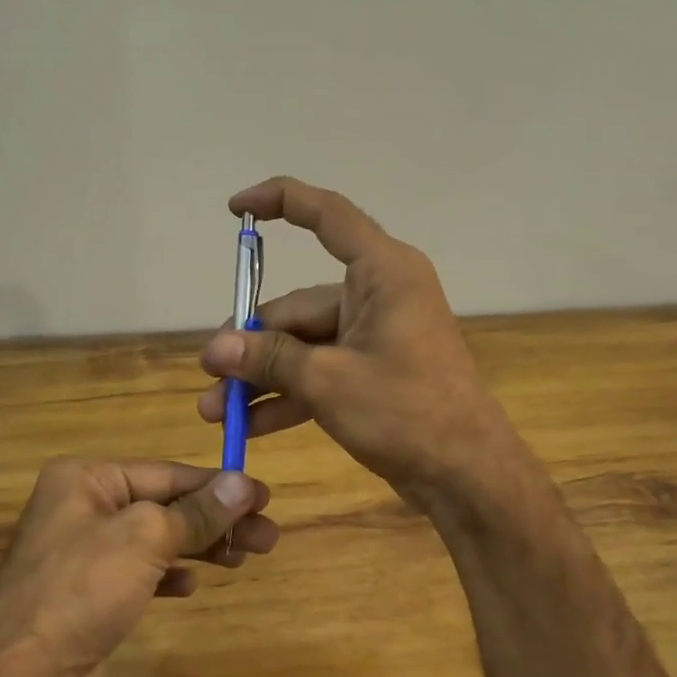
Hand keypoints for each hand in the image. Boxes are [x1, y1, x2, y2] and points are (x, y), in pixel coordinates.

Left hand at [0, 458, 275, 676]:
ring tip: (243, 558)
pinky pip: (139, 571)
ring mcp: (83, 553)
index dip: (218, 485)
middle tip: (267, 537)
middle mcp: (82, 507)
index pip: (166, 473)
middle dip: (216, 520)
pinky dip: (168, 574)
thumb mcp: (146, 538)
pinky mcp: (88, 593)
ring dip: (199, 546)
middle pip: (164, 505)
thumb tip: (245, 483)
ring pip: (155, 539)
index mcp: (86, 479)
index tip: (265, 498)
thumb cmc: (82, 589)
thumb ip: (198, 511)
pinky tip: (192, 585)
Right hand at [196, 176, 518, 505]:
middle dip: (251, 344)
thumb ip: (269, 359)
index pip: (327, 216)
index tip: (235, 210)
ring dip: (261, 377)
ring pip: (304, 345)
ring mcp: (376, 336)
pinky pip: (320, 372)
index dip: (279, 202)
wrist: (467, 474)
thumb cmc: (406, 412)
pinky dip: (289, 395)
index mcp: (383, 272)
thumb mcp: (328, 382)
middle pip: (299, 305)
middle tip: (209, 374)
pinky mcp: (374, 372)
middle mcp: (379, 295)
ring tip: (215, 411)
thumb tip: (216, 349)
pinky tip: (250, 425)